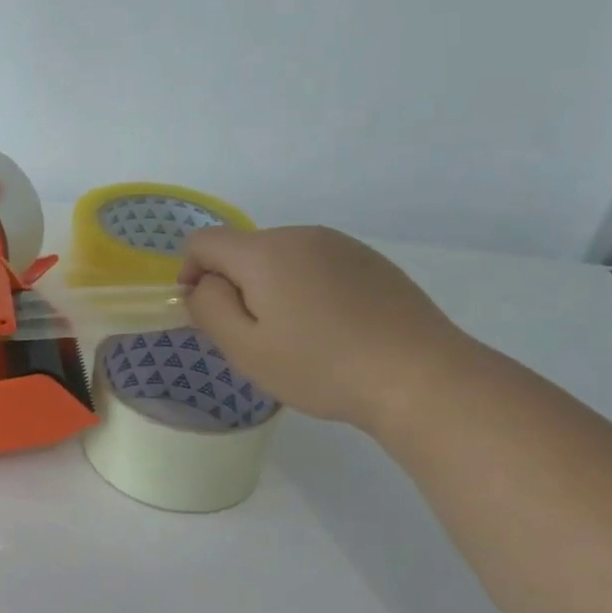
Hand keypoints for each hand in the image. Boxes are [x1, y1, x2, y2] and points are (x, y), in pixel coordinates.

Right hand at [178, 225, 476, 435]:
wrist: (421, 377)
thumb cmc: (321, 366)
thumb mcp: (245, 348)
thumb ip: (208, 308)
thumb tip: (203, 284)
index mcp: (264, 252)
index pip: (203, 242)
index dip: (190, 273)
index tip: (206, 314)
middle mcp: (300, 235)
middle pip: (244, 250)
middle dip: (235, 285)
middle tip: (254, 337)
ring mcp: (341, 245)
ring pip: (282, 258)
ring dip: (272, 287)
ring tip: (297, 336)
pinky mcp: (371, 261)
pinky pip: (318, 265)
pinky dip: (307, 289)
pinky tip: (333, 328)